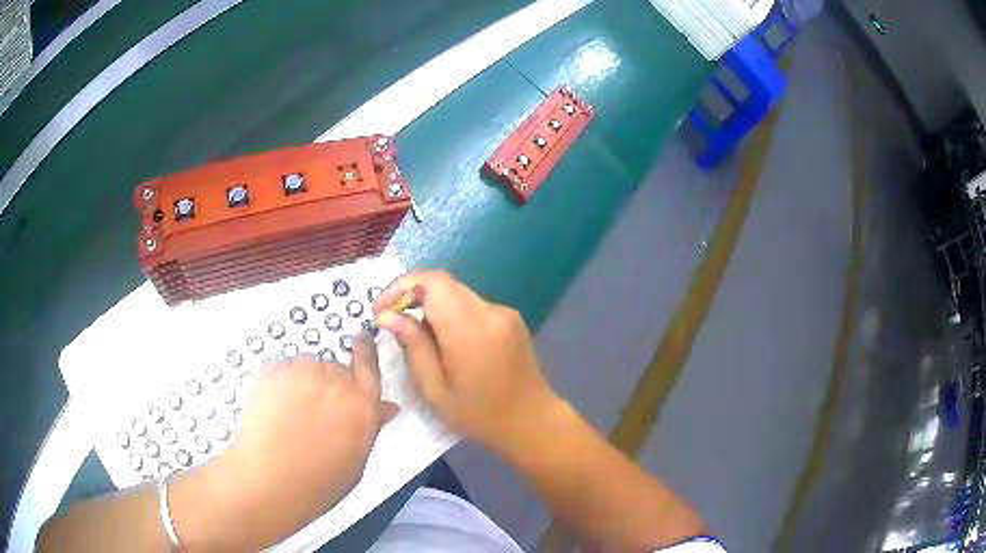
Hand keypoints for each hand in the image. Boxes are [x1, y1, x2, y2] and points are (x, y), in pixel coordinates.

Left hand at [177, 336, 396, 548]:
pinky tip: (271, 410)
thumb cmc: (320, 483)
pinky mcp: (271, 371)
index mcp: (362, 404)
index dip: (364, 350)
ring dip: (301, 382)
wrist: (270, 482)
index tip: (361, 339)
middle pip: (334, 368)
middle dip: (326, 384)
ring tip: (288, 414)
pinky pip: (279, 369)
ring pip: (304, 366)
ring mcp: (301, 372)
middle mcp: (335, 380)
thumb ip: (369, 426)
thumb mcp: (356, 460)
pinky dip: (277, 384)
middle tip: (312, 413)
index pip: (368, 364)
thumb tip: (385, 406)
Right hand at [372, 271, 562, 455]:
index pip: (431, 283)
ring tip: (415, 333)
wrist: (531, 421)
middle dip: (411, 293)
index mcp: (470, 330)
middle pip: (444, 283)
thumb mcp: (435, 389)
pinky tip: (444, 339)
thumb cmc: (479, 415)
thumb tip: (387, 315)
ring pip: (457, 292)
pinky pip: (472, 304)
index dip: (400, 287)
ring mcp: (504, 313)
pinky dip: (450, 312)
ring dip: (431, 304)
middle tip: (391, 319)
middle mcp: (490, 312)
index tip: (380, 309)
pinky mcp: (511, 318)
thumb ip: (413, 346)